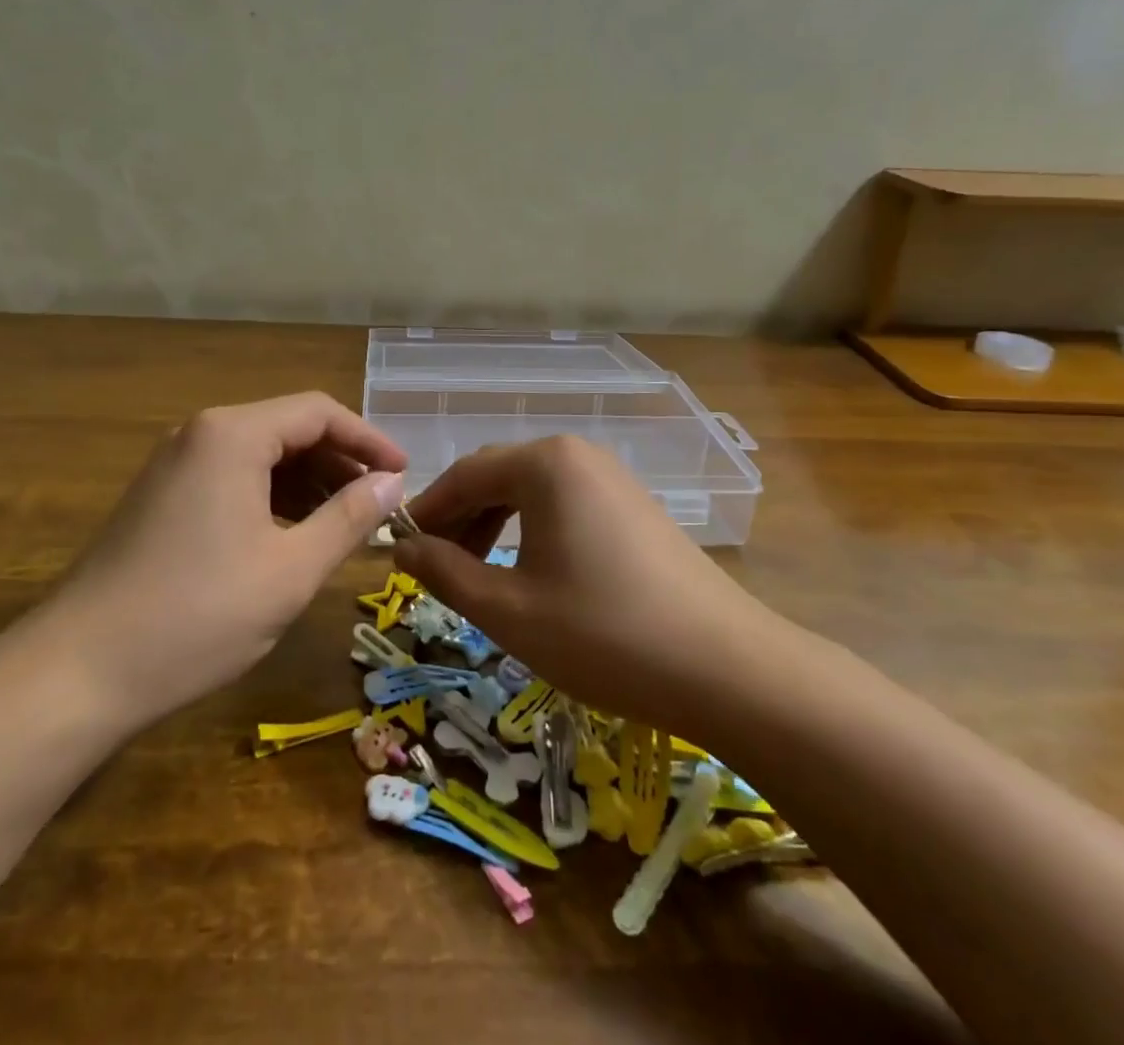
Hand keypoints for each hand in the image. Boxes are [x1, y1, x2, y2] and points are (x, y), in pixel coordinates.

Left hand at [31, 392, 407, 736]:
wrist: (76, 672)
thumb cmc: (196, 615)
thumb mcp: (291, 570)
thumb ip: (348, 517)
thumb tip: (392, 483)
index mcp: (233, 434)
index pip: (318, 412)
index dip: (368, 440)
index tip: (404, 475)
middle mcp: (201, 433)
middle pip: (289, 428)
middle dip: (340, 462)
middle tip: (380, 503)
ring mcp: (175, 465)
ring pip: (261, 455)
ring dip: (309, 481)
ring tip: (346, 522)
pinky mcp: (161, 497)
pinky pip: (233, 478)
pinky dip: (272, 497)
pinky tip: (293, 534)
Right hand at [395, 436, 768, 734]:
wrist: (726, 668)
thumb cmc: (603, 633)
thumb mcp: (508, 610)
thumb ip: (444, 572)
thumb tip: (402, 548)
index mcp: (545, 463)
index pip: (464, 474)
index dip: (426, 512)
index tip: (397, 549)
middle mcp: (578, 455)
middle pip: (498, 476)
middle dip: (459, 519)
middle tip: (433, 567)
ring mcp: (613, 478)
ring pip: (532, 492)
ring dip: (493, 525)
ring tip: (475, 574)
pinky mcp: (635, 507)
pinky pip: (565, 505)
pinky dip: (532, 531)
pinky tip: (528, 572)